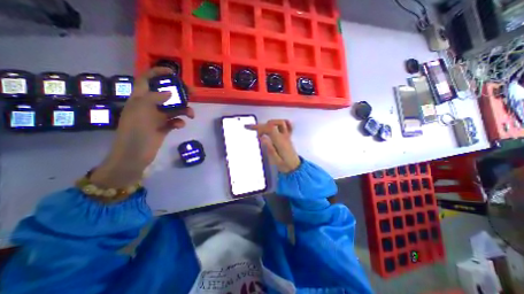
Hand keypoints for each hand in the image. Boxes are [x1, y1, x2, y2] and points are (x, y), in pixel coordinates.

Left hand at [91, 68, 195, 187]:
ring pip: (174, 109)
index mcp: (140, 98)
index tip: (173, 72)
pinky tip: (180, 126)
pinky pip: (175, 121)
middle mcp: (149, 106)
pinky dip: (179, 122)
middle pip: (166, 94)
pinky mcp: (164, 127)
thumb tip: (170, 93)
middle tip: (193, 93)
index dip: (158, 73)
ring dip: (184, 110)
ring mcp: (157, 117)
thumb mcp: (141, 111)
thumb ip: (155, 98)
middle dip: (179, 93)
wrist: (134, 155)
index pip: (147, 79)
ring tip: (191, 115)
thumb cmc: (135, 132)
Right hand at [249, 119, 300, 173]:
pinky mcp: (288, 137)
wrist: (295, 168)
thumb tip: (262, 137)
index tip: (249, 128)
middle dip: (261, 126)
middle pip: (272, 124)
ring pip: (280, 122)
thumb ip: (269, 148)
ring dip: (270, 123)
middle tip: (254, 132)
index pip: (269, 128)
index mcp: (280, 141)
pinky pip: (288, 126)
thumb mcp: (275, 160)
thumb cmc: (285, 165)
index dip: (258, 127)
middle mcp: (284, 136)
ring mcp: (287, 135)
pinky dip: (280, 124)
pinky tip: (275, 126)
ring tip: (263, 129)